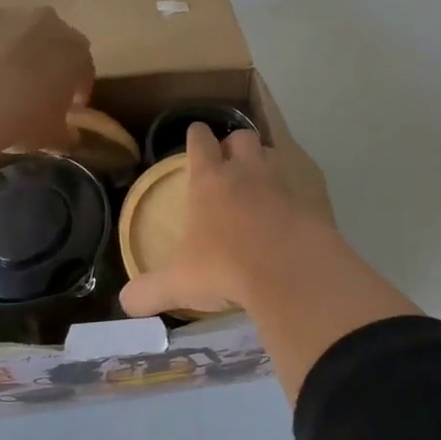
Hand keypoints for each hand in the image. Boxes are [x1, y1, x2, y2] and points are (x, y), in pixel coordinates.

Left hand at [0, 7, 94, 152]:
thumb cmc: (21, 119)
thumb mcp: (51, 136)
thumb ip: (66, 134)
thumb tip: (69, 136)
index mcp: (76, 51)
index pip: (84, 69)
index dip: (78, 90)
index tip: (69, 109)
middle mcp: (48, 23)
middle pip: (53, 43)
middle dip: (48, 64)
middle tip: (36, 92)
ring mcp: (9, 15)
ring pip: (18, 33)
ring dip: (15, 52)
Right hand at [121, 124, 331, 317]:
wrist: (291, 271)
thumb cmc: (226, 268)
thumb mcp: (179, 283)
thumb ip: (149, 291)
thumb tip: (125, 303)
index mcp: (209, 180)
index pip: (200, 141)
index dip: (196, 137)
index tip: (196, 137)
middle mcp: (246, 169)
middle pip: (240, 137)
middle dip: (234, 145)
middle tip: (231, 165)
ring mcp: (284, 178)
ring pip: (273, 153)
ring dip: (267, 162)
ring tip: (263, 185)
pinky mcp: (315, 194)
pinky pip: (305, 179)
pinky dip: (299, 188)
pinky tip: (296, 208)